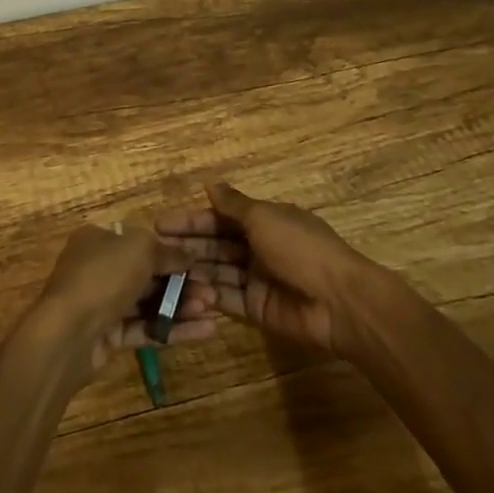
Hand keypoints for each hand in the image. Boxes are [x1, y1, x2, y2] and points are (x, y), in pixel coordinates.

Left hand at [28, 225, 217, 376]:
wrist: (68, 333)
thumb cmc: (103, 277)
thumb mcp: (140, 249)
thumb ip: (167, 251)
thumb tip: (188, 256)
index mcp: (97, 240)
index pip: (139, 242)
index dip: (170, 252)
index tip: (199, 262)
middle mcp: (97, 268)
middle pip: (146, 274)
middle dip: (181, 282)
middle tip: (211, 291)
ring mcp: (102, 304)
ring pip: (148, 303)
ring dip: (180, 306)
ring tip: (212, 310)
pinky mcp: (108, 337)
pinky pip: (145, 329)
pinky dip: (173, 330)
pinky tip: (205, 332)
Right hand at [157, 181, 384, 354]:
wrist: (339, 302)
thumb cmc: (300, 248)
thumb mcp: (264, 217)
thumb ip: (234, 205)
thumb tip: (211, 183)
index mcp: (264, 220)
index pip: (220, 216)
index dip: (192, 219)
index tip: (160, 224)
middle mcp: (259, 247)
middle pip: (216, 243)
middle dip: (188, 244)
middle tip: (154, 249)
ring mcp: (257, 279)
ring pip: (218, 270)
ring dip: (194, 269)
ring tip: (162, 271)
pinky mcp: (257, 309)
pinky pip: (227, 298)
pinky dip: (208, 294)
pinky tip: (184, 291)